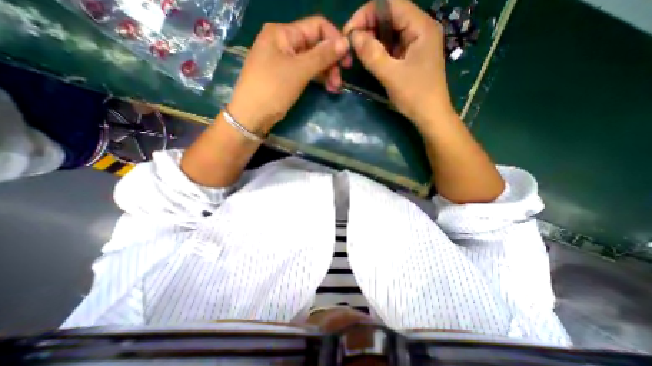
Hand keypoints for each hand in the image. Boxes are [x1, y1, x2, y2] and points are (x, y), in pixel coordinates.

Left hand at [228, 16, 351, 134]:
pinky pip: (306, 72)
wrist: (252, 115)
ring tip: (335, 89)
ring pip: (312, 61)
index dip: (334, 39)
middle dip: (331, 62)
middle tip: (340, 81)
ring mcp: (284, 60)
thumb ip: (322, 56)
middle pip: (315, 46)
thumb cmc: (273, 89)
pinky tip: (327, 88)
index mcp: (282, 33)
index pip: (316, 27)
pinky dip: (317, 79)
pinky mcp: (286, 76)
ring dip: (326, 73)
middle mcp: (283, 42)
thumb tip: (345, 41)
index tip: (347, 59)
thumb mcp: (299, 71)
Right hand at [343, 0, 453, 128]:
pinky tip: (370, 58)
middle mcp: (420, 29)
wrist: (430, 116)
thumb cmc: (415, 96)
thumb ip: (372, 55)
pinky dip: (380, 50)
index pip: (390, 4)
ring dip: (373, 39)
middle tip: (352, 45)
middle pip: (390, 16)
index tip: (349, 31)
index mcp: (421, 27)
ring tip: (358, 52)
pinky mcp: (412, 57)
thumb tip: (354, 36)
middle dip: (368, 27)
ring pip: (390, 32)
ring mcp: (417, 44)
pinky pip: (393, 47)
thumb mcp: (391, 75)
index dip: (367, 14)